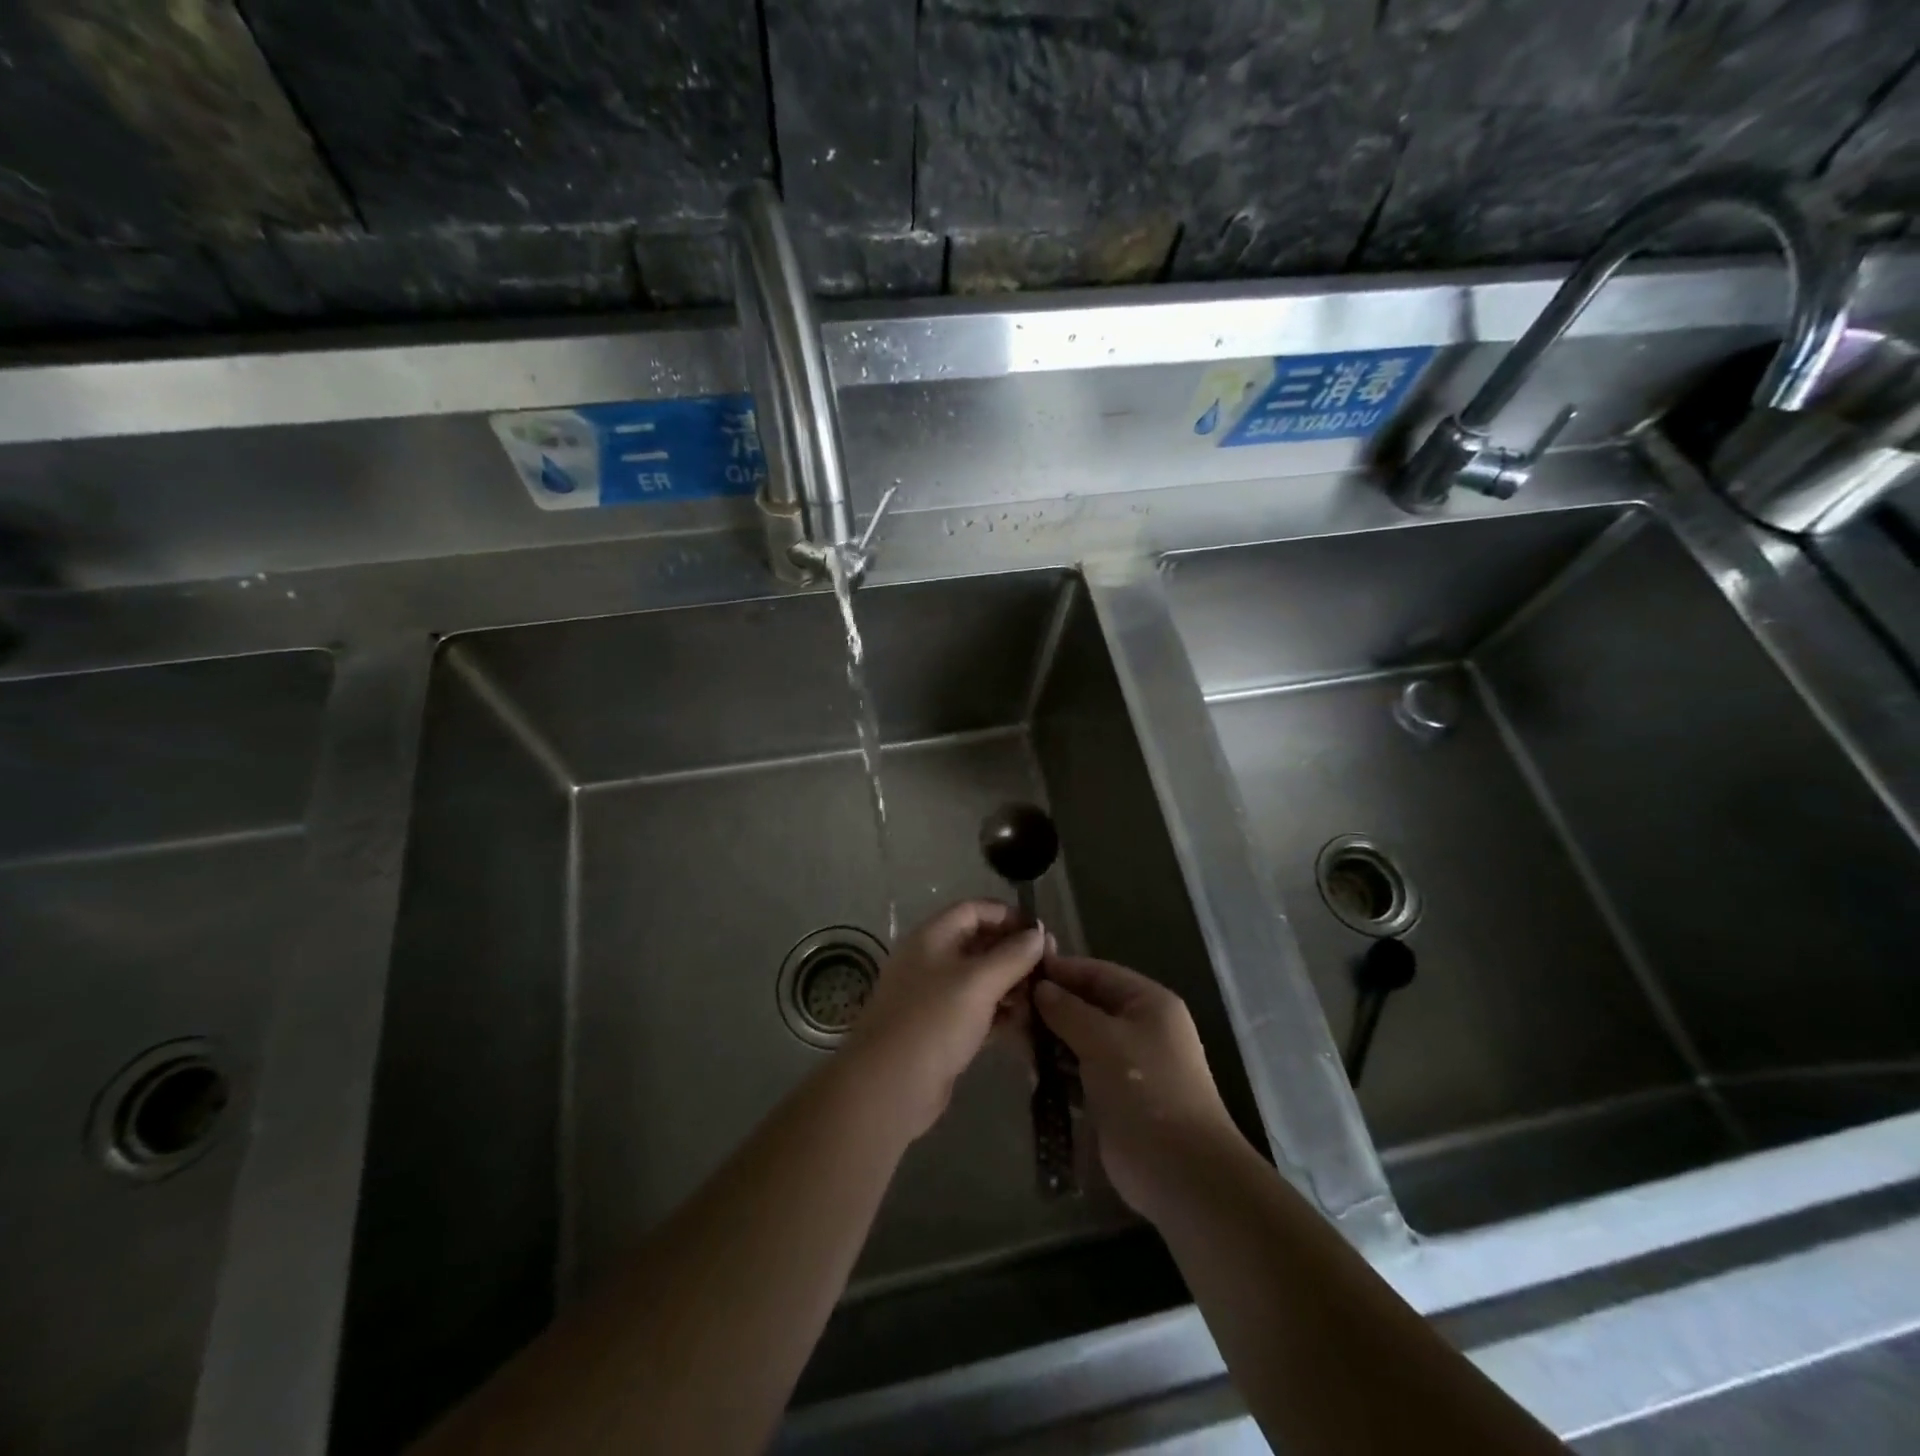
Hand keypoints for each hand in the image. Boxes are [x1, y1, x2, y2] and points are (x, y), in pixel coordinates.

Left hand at [843, 900, 1045, 1139]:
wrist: (889, 1087)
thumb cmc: (934, 1021)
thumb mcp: (978, 982)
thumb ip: (1012, 956)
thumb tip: (1039, 934)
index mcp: (933, 938)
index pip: (974, 910)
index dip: (1008, 915)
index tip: (1041, 932)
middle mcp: (932, 961)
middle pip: (979, 944)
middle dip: (1014, 952)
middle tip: (1050, 967)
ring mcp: (935, 997)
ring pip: (980, 980)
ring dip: (1012, 984)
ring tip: (1044, 997)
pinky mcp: (942, 1030)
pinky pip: (978, 1011)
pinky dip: (1001, 1013)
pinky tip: (1029, 1024)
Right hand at [1034, 956, 1241, 1221]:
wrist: (1181, 1173)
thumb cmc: (1146, 1090)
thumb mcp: (1103, 1040)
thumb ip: (1068, 1010)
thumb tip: (1040, 987)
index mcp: (1148, 1002)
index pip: (1098, 972)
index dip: (1061, 970)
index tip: (1020, 970)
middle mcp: (1140, 1027)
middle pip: (1088, 1005)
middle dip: (1052, 1008)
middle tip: (1010, 1009)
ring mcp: (1128, 1064)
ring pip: (1081, 1039)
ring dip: (1051, 1041)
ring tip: (1014, 1039)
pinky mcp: (1115, 1096)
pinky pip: (1081, 1071)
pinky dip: (1059, 1070)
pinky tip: (1031, 1072)